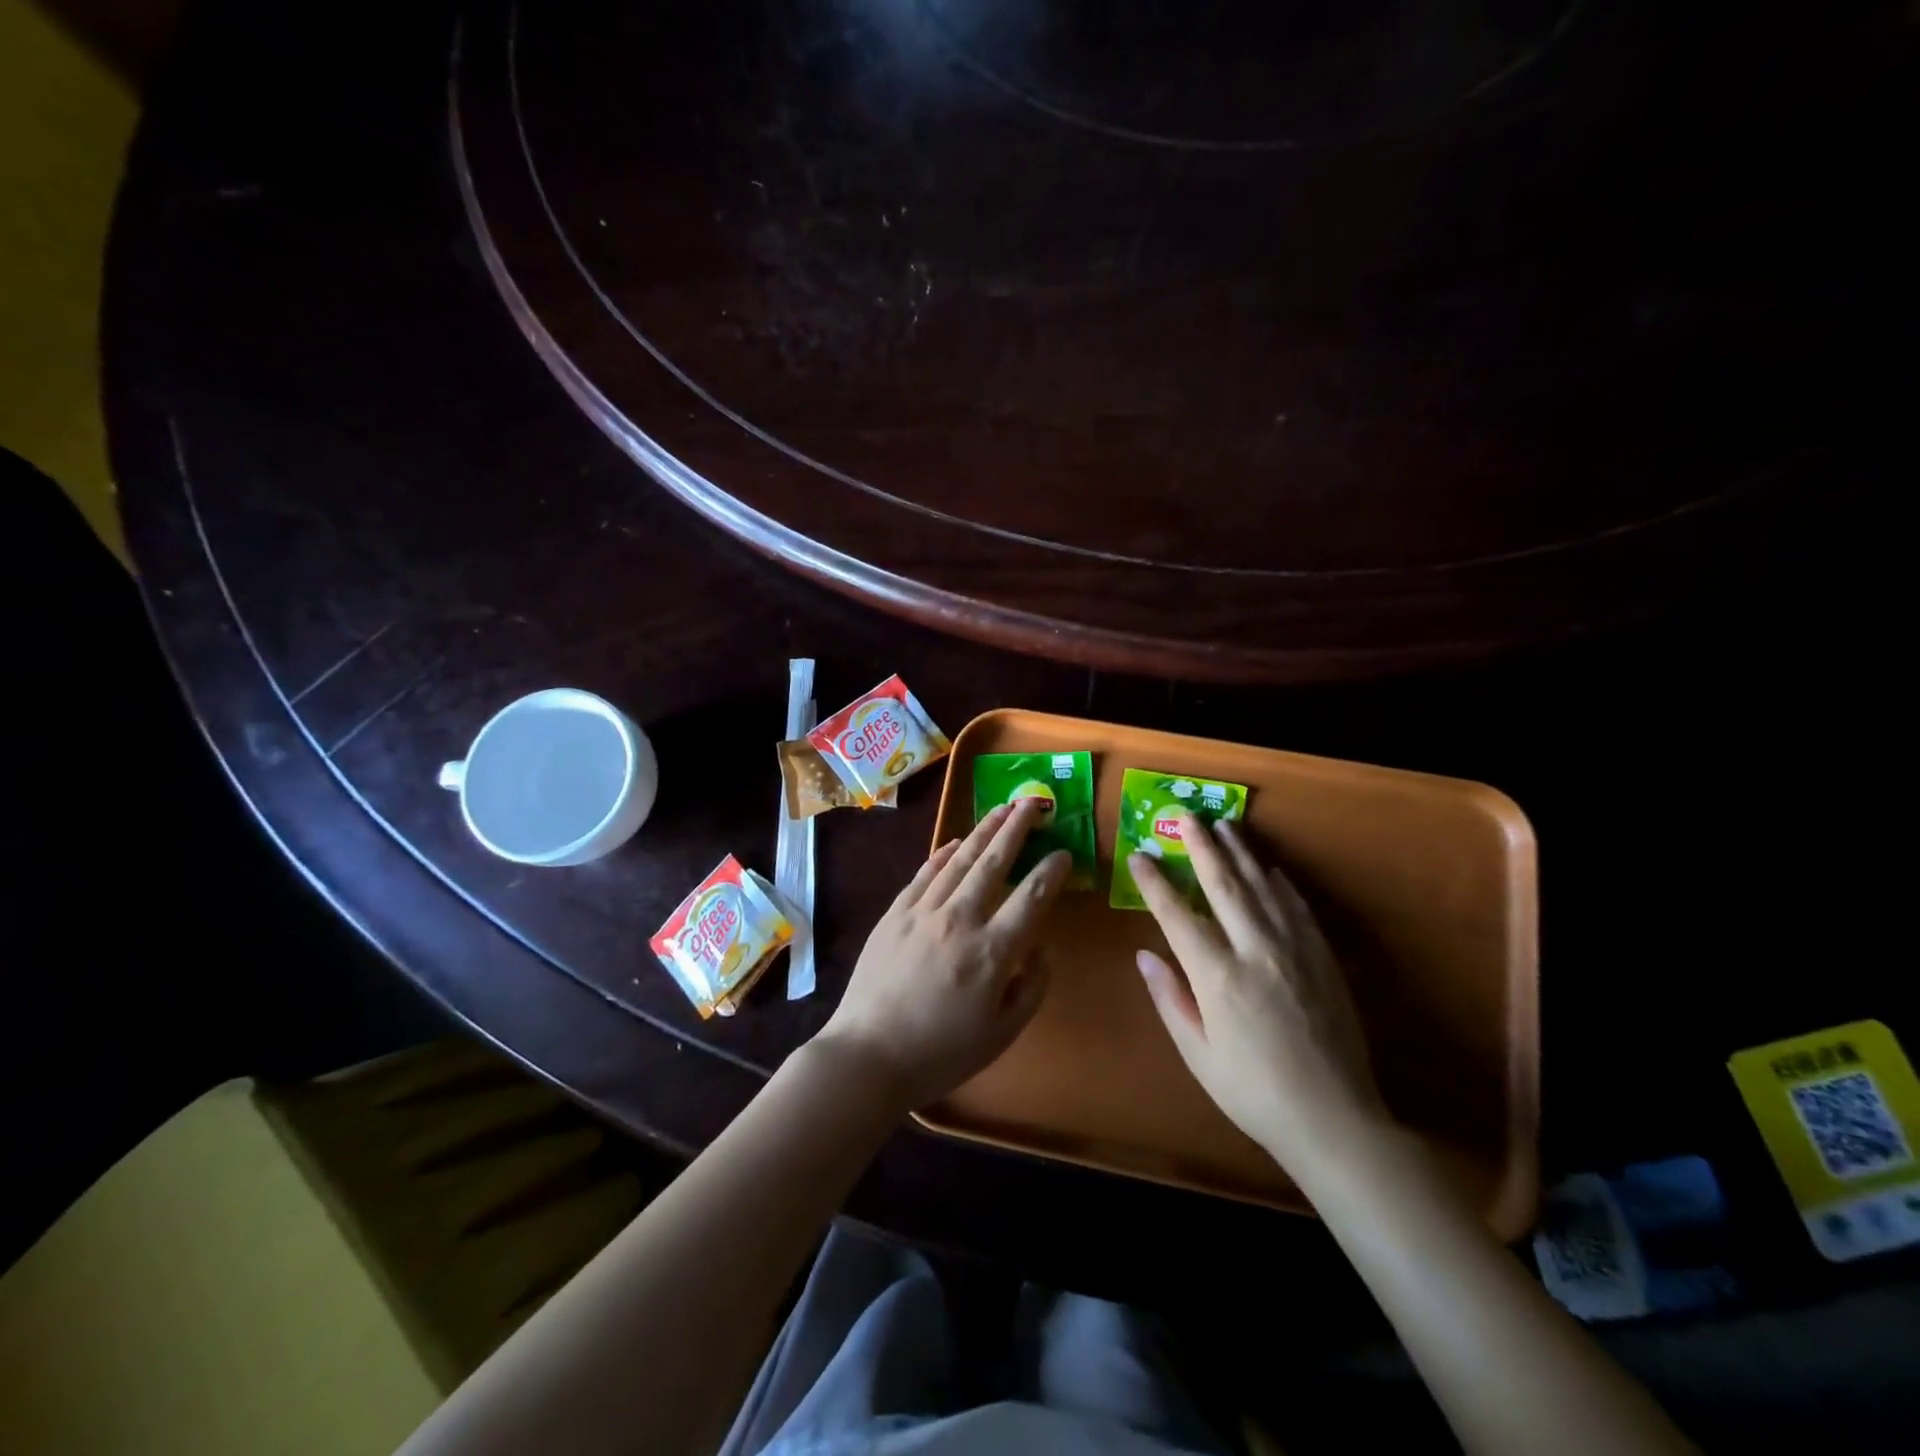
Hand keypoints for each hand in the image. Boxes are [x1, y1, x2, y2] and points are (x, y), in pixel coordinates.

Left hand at [818, 799, 1069, 1111]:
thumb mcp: (1002, 1033)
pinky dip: (942, 854)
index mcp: (992, 952)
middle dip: (1016, 829)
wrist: (868, 1055)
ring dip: (983, 831)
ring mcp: (923, 912)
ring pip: (959, 860)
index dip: (1052, 871)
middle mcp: (960, 920)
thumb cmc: (941, 1053)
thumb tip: (1040, 946)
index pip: (1031, 898)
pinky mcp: (894, 914)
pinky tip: (955, 842)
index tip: (1063, 853)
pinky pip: (924, 874)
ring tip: (1001, 809)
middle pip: (994, 862)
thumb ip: (1031, 986)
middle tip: (1032, 803)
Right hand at [1131, 816, 1389, 1178]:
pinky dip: (1281, 884)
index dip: (1154, 882)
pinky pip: (1297, 908)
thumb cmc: (1253, 1093)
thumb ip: (1170, 999)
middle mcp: (1254, 951)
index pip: (1177, 915)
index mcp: (1217, 977)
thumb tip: (1144, 955)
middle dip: (1200, 846)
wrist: (1335, 1120)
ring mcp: (1293, 950)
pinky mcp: (1322, 958)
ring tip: (1226, 825)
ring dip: (1241, 853)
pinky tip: (1271, 869)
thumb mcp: (1198, 1054)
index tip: (1139, 855)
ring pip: (1262, 887)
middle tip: (1186, 816)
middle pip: (1222, 885)